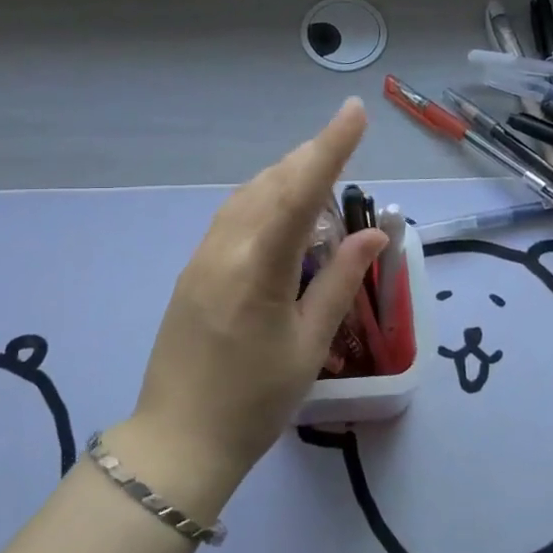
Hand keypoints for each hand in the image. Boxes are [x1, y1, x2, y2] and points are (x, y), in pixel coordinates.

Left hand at [121, 100, 385, 506]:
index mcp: (258, 269)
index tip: (354, 112)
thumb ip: (339, 283)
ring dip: (284, 177)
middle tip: (343, 142)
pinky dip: (261, 201)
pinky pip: (231, 218)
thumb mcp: (308, 347)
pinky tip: (279, 212)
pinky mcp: (191, 271)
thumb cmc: (255, 402)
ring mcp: (201, 258)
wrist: (179, 440)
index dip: (330, 148)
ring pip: (247, 197)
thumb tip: (373, 235)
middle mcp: (225, 250)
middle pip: (270, 184)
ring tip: (317, 173)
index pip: (299, 192)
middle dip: (309, 157)